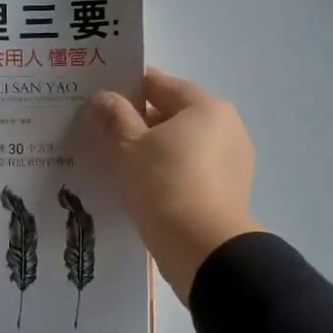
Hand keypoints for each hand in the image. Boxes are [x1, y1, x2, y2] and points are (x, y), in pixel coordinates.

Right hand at [87, 67, 263, 303]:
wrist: (202, 248)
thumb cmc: (164, 185)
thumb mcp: (129, 147)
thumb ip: (114, 117)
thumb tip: (102, 97)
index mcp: (206, 106)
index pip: (160, 84)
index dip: (127, 88)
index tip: (100, 100)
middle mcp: (227, 127)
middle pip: (175, 114)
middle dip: (141, 121)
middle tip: (105, 134)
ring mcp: (232, 161)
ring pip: (184, 145)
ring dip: (156, 149)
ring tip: (121, 164)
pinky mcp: (230, 191)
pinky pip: (193, 170)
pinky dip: (171, 172)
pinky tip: (146, 187)